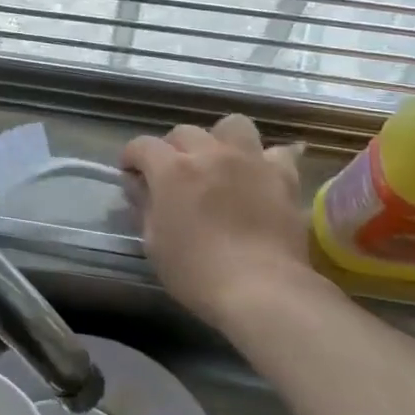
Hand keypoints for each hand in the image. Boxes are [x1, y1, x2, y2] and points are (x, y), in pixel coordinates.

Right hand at [121, 115, 318, 331]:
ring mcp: (250, 161)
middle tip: (173, 175)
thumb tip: (139, 186)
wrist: (262, 289)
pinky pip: (278, 152)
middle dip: (172, 149)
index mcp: (172, 170)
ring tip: (219, 163)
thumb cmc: (196, 272)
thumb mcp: (153, 243)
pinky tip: (262, 174)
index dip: (131, 157)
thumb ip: (145, 206)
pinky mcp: (283, 176)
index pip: (142, 145)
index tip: (130, 174)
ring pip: (232, 125)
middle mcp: (210, 154)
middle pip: (184, 132)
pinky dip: (267, 160)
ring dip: (220, 140)